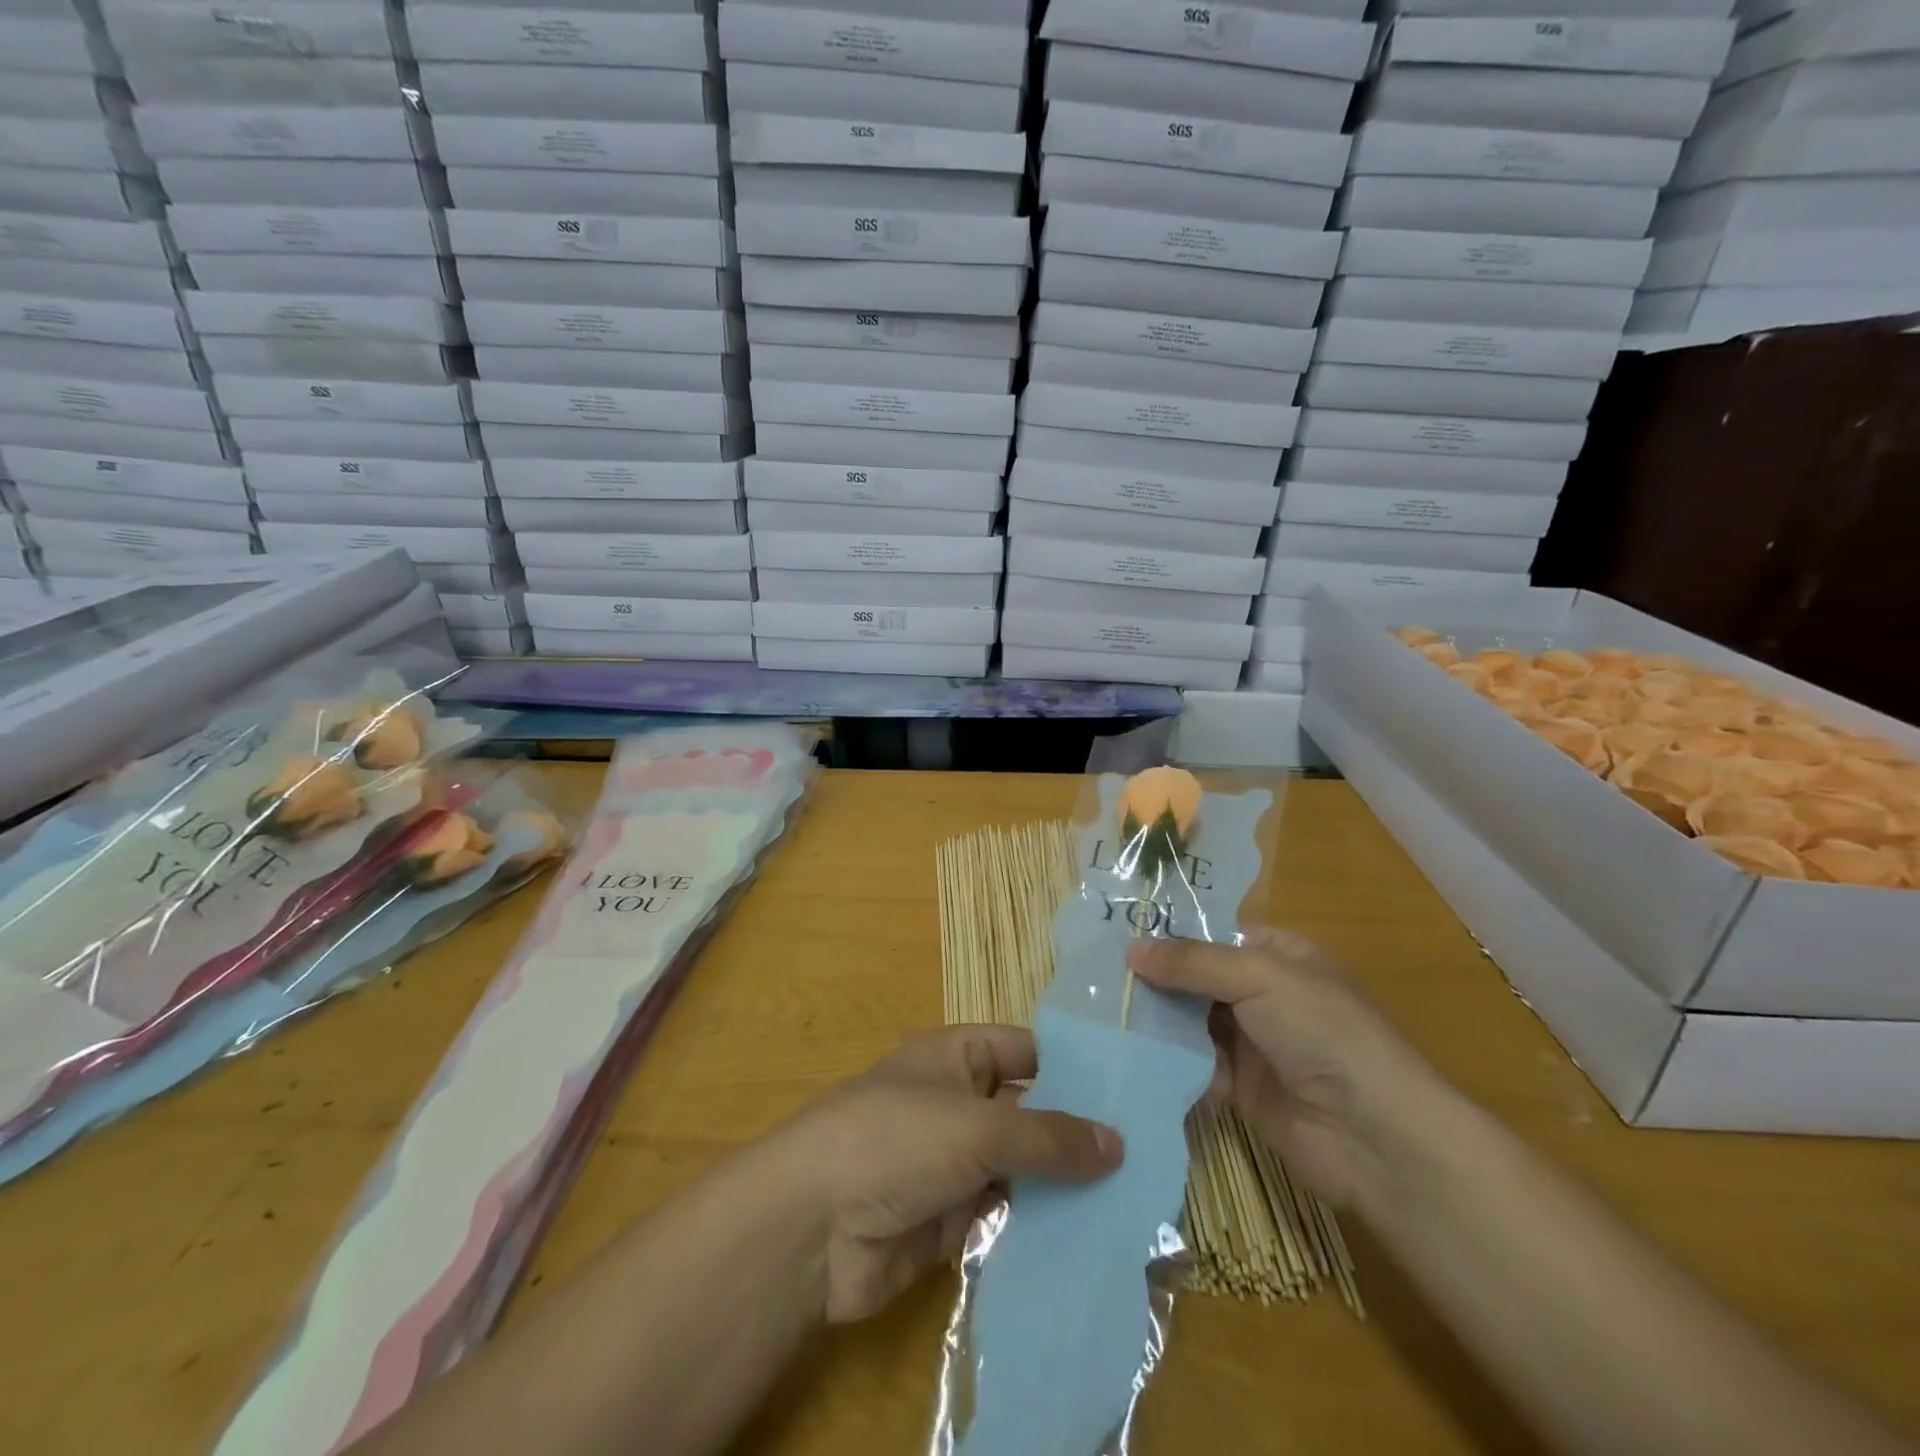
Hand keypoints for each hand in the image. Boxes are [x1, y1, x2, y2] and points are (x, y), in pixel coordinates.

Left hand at [779, 1025, 1122, 1324]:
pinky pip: (1004, 1218)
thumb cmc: (897, 1140)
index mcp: (957, 1057)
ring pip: (1020, 1170)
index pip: (1027, 1051)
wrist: (812, 1228)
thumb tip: (1118, 1143)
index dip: (1074, 1069)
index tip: (1132, 1095)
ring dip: (1063, 1188)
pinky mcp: (948, 1220)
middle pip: (1028, 1114)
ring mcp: (952, 1163)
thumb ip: (1049, 1138)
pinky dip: (1037, 1229)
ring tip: (1133, 1206)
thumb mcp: (978, 1127)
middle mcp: (958, 1103)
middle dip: (1077, 1136)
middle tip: (1148, 1160)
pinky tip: (1089, 1245)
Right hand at [1127, 928, 1454, 1210]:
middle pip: (1197, 979)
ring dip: (1156, 1020)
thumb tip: (1131, 949)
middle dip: (1155, 979)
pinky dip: (1168, 1061)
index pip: (1215, 935)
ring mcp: (1253, 1044)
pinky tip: (1129, 1054)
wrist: (1375, 1138)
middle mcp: (1264, 995)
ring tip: (1102, 1012)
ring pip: (1191, 1022)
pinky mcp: (1240, 1089)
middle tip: (1099, 975)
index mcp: (1280, 957)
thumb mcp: (1260, 977)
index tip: (1118, 933)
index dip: (1171, 934)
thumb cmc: (1324, 1033)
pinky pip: (1194, 1065)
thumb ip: (1193, 962)